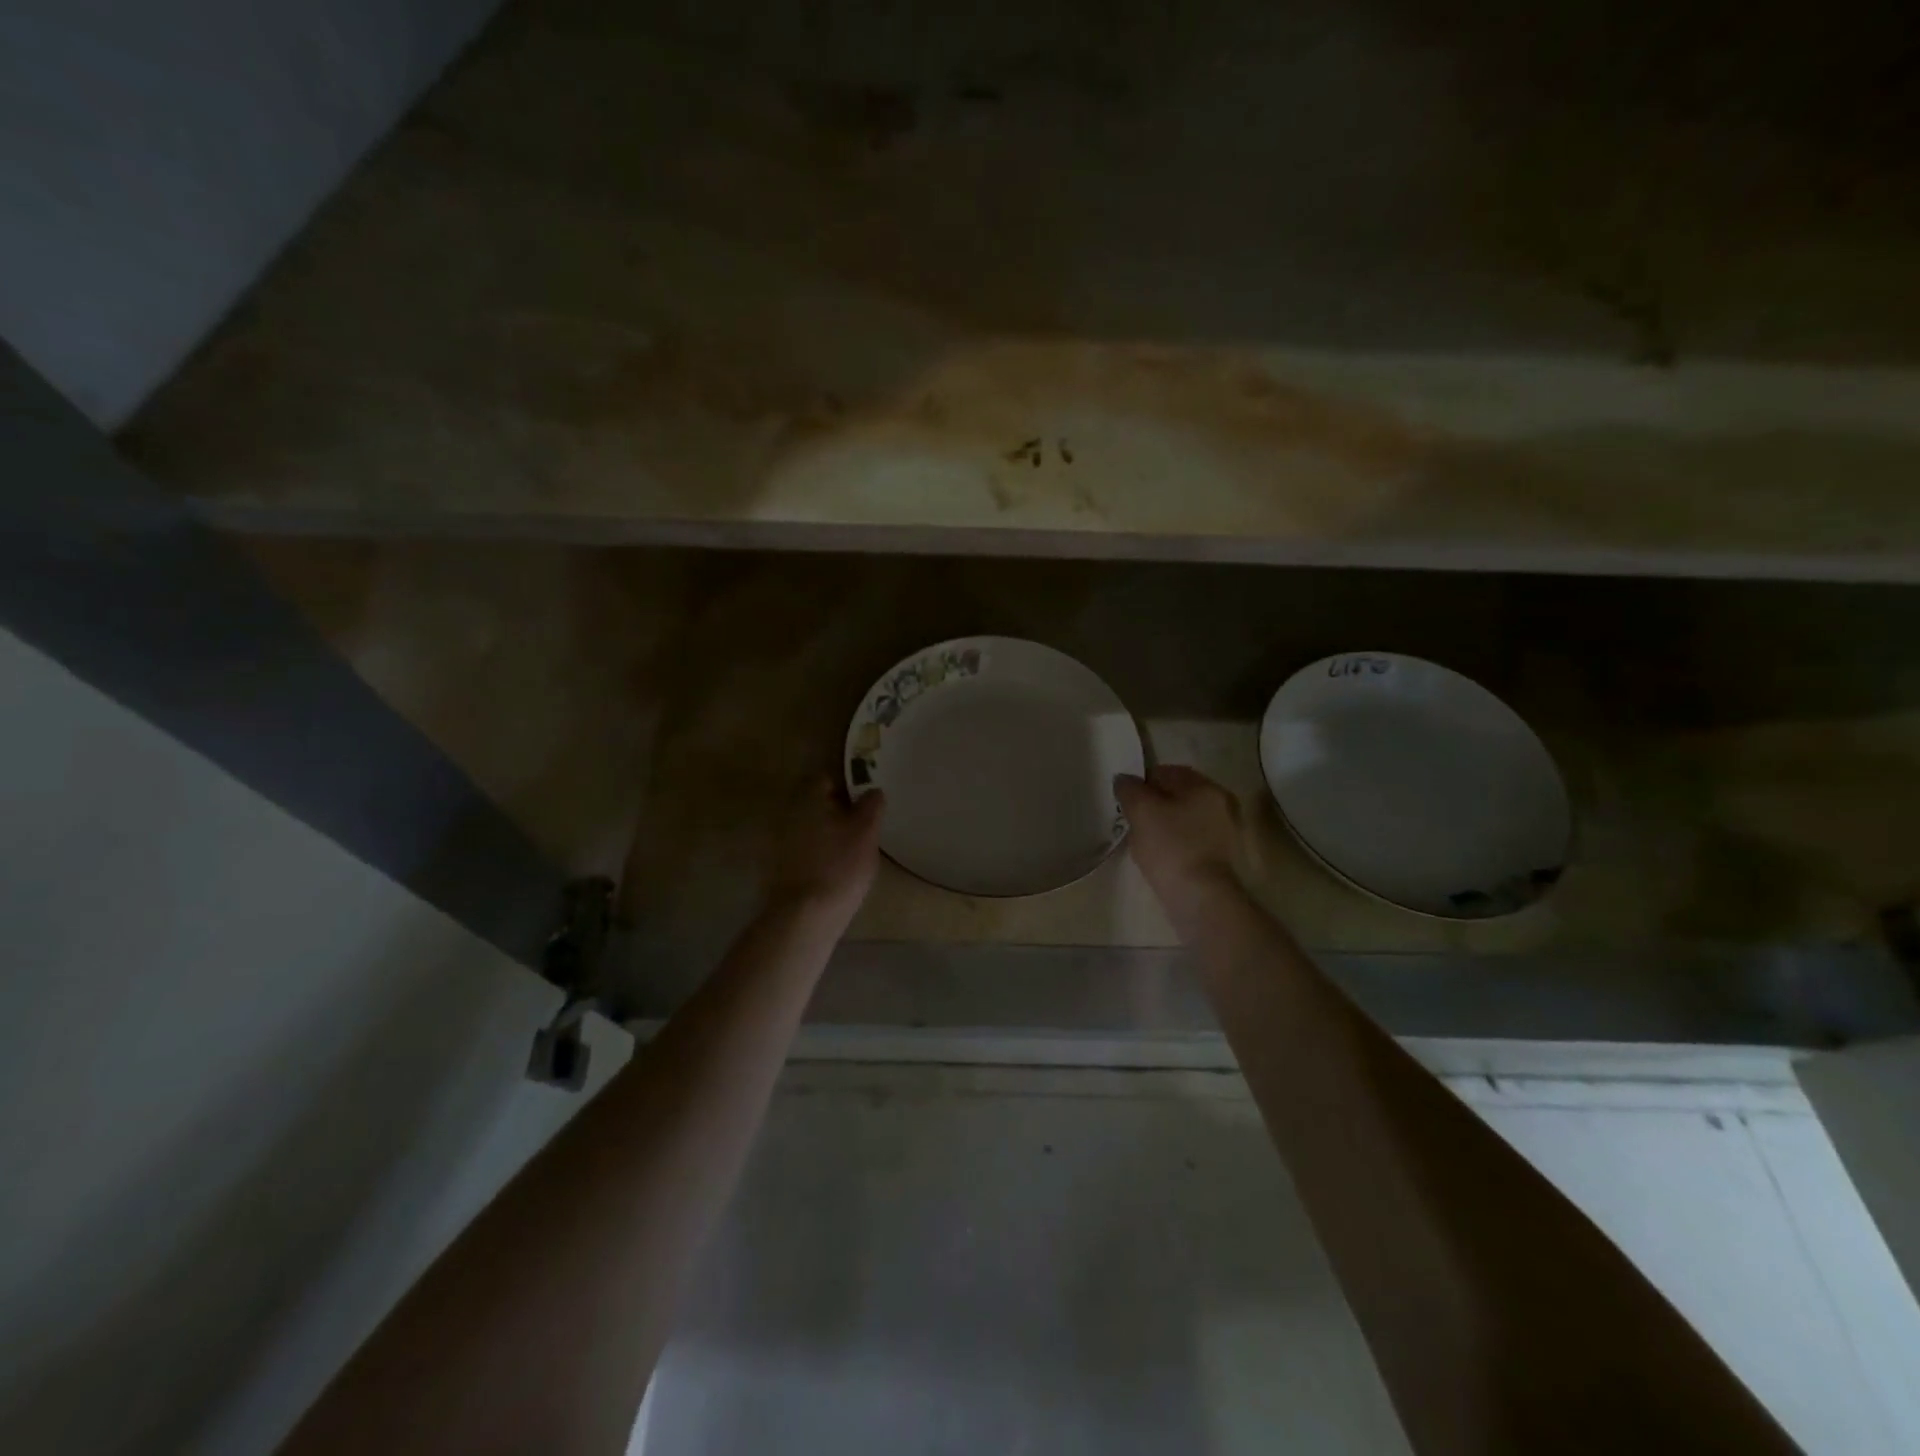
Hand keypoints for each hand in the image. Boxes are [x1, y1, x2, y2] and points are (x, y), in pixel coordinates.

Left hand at [765, 778, 885, 923]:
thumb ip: (872, 805)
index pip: (827, 778)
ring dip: (827, 833)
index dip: (847, 786)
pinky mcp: (777, 867)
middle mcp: (789, 813)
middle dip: (837, 811)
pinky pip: (803, 851)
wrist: (805, 915)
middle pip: (816, 804)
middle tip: (861, 826)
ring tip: (850, 850)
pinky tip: (833, 870)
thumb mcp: (866, 831)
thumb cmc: (840, 865)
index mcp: (809, 798)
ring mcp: (779, 841)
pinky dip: (817, 854)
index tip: (865, 800)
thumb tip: (873, 790)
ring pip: (810, 828)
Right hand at [1115, 765, 1242, 910]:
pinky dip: (1175, 844)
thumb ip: (1129, 789)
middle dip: (1153, 804)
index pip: (1166, 772)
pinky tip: (1160, 858)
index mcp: (1205, 786)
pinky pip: (1191, 841)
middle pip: (1177, 796)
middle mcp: (1222, 804)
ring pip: (1184, 819)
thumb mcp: (1141, 811)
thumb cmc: (1170, 847)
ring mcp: (1226, 833)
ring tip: (1143, 841)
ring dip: (1164, 825)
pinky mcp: (1222, 858)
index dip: (1141, 783)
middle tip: (1131, 820)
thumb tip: (1124, 780)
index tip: (1125, 801)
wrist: (1201, 898)